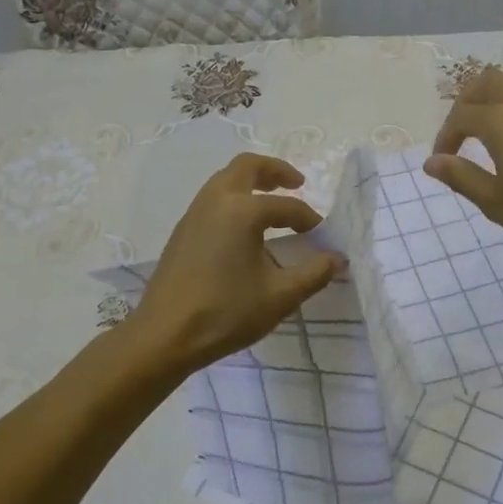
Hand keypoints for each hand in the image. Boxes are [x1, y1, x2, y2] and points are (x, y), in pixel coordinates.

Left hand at [123, 154, 344, 373]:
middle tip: (296, 184)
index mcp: (241, 210)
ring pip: (225, 181)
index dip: (308, 218)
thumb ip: (314, 273)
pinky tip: (245, 230)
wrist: (164, 336)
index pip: (286, 206)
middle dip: (275, 171)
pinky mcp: (182, 232)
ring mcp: (194, 214)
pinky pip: (212, 200)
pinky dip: (234, 200)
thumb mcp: (281, 296)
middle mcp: (215, 201)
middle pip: (246, 167)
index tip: (322, 235)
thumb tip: (338, 259)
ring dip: (251, 184)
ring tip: (272, 204)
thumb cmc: (226, 312)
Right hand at [425, 70, 502, 245]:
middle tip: (461, 131)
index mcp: (499, 120)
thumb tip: (432, 162)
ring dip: (495, 96)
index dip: (446, 136)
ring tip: (492, 123)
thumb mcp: (497, 202)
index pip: (460, 116)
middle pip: (485, 83)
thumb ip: (461, 178)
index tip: (444, 160)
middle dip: (466, 103)